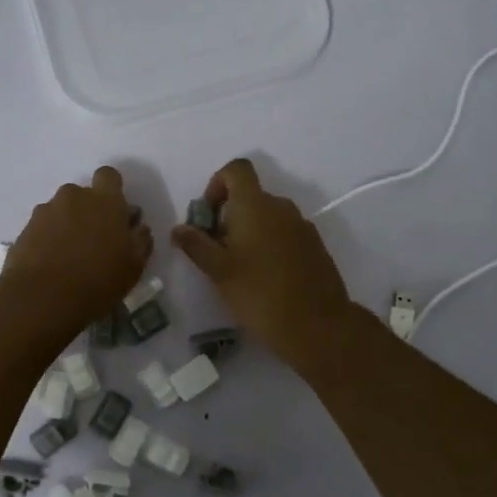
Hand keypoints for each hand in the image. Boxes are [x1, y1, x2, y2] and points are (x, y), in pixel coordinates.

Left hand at [0, 166, 152, 336]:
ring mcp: (45, 211)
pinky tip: (51, 265)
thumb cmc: (98, 280)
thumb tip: (138, 227)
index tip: (114, 213)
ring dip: (66, 225)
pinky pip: (42, 228)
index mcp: (104, 200)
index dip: (111, 190)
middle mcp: (73, 197)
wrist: (43, 298)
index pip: (108, 176)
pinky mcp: (25, 229)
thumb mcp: (134, 265)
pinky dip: (47, 240)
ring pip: (60, 211)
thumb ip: (140, 239)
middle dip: (87, 211)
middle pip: (82, 195)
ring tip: (69, 257)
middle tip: (93, 241)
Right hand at [171, 158, 355, 364]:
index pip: (236, 170)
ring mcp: (302, 226)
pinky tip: (265, 278)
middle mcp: (281, 207)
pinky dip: (270, 245)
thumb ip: (196, 245)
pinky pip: (285, 233)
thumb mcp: (218, 271)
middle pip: (250, 196)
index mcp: (255, 205)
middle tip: (217, 252)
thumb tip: (178, 229)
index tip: (208, 216)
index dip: (217, 184)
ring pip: (268, 217)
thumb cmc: (259, 294)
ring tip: (240, 269)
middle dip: (229, 216)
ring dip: (249, 232)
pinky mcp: (315, 246)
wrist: (318, 326)